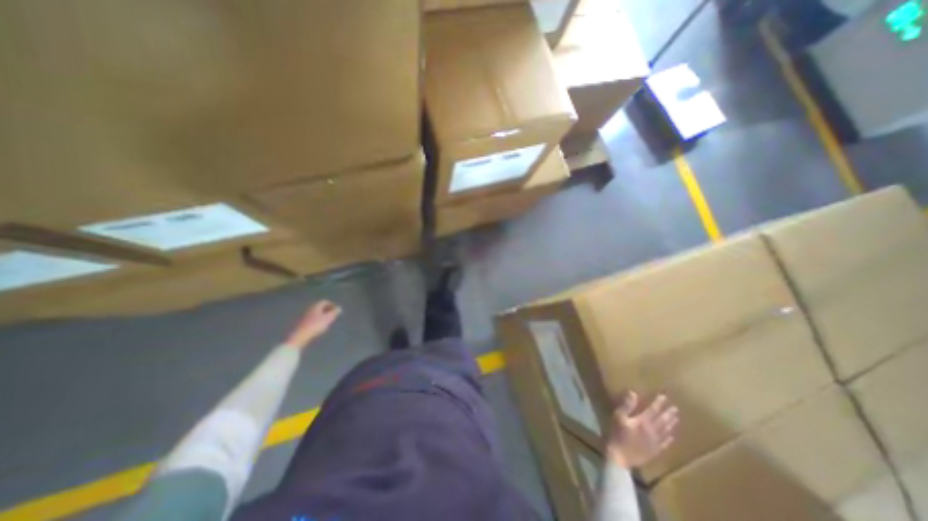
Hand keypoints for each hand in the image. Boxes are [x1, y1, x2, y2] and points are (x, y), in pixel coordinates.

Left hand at [286, 302, 341, 348]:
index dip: (332, 305)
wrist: (300, 336)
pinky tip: (320, 327)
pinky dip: (317, 321)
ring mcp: (305, 316)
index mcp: (316, 306)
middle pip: (320, 307)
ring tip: (328, 322)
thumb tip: (339, 308)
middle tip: (333, 316)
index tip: (337, 311)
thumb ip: (335, 312)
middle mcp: (310, 309)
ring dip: (323, 316)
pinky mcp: (302, 323)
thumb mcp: (328, 318)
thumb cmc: (316, 325)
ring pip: (316, 313)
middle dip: (327, 310)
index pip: (325, 301)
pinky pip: (312, 319)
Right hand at [606, 393, 678, 470]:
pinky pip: (665, 443)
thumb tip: (633, 393)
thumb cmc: (617, 434)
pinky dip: (669, 438)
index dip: (658, 403)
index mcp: (643, 422)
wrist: (620, 457)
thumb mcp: (618, 417)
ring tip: (676, 418)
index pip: (653, 410)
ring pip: (666, 431)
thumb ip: (627, 405)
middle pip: (663, 421)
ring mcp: (655, 442)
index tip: (664, 396)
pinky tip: (672, 436)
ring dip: (671, 424)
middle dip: (668, 413)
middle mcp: (652, 431)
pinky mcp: (655, 451)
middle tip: (675, 408)